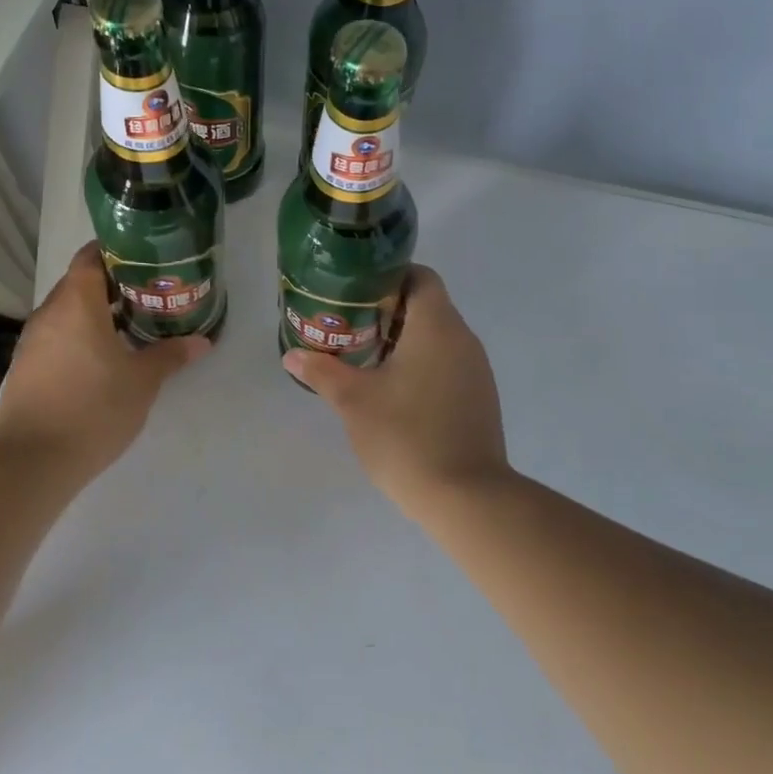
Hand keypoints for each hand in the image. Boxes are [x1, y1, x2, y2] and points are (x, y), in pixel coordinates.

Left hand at [0, 243, 211, 481]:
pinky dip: (78, 335)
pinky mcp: (25, 366)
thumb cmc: (94, 409)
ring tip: (129, 324)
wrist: (33, 461)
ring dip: (94, 312)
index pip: (90, 257)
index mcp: (76, 304)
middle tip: (147, 293)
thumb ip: (170, 355)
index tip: (144, 260)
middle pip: (78, 283)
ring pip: (66, 311)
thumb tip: (202, 341)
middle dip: (111, 284)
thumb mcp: (142, 382)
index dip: (115, 252)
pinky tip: (101, 357)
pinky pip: (56, 335)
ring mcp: (32, 341)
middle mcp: (49, 313)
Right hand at [281, 266, 509, 505]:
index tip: (356, 295)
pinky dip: (422, 365)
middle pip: (427, 305)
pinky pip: (449, 363)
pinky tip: (395, 393)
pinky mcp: (480, 398)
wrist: (466, 497)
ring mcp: (477, 370)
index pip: (420, 276)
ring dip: (404, 341)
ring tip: (366, 360)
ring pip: (438, 337)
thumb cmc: (406, 436)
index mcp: (437, 326)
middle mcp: (464, 339)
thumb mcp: (354, 401)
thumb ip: (322, 371)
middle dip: (387, 312)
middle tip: (350, 328)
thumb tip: (292, 355)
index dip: (388, 277)